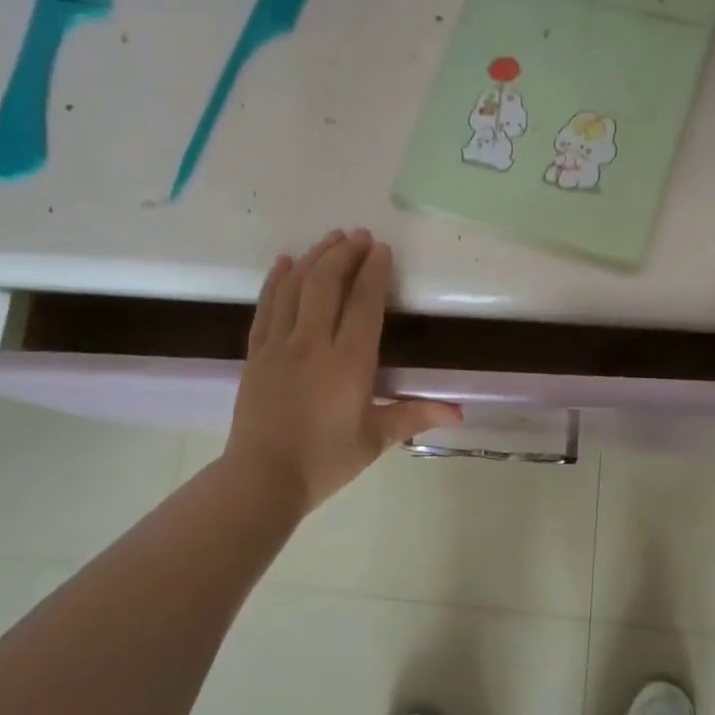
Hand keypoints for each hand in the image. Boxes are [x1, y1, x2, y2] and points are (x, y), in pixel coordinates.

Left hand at [223, 230, 461, 515]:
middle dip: (344, 253)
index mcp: (349, 361)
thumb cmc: (325, 460)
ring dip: (314, 258)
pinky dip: (277, 280)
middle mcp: (313, 343)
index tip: (381, 248)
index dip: (374, 271)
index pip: (364, 302)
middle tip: (359, 236)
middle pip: (327, 283)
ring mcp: (280, 345)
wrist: (262, 478)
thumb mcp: (375, 439)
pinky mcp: (256, 353)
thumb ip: (415, 416)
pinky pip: (266, 306)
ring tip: (330, 239)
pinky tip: (285, 263)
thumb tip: (458, 411)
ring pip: (296, 287)